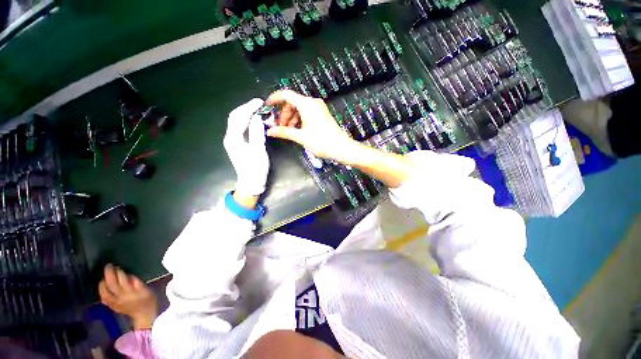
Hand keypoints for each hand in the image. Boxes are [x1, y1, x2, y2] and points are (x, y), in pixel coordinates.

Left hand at [99, 264, 158, 329]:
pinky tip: (102, 287)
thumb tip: (128, 275)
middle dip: (109, 275)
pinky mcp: (113, 306)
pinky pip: (104, 299)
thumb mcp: (147, 290)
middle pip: (112, 285)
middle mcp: (121, 297)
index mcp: (131, 292)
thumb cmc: (149, 300)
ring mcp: (115, 303)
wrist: (144, 316)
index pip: (123, 280)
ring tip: (104, 277)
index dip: (119, 273)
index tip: (117, 266)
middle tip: (108, 267)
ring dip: (103, 283)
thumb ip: (137, 283)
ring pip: (105, 292)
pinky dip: (102, 292)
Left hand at [224, 98, 269, 198]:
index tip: (260, 102)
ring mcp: (233, 140)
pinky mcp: (237, 143)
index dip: (249, 108)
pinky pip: (241, 127)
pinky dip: (248, 121)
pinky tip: (255, 120)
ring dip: (247, 113)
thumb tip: (257, 117)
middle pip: (235, 117)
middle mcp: (230, 137)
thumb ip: (257, 133)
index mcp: (233, 139)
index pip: (239, 117)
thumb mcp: (258, 151)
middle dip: (246, 108)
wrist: (251, 182)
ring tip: (259, 109)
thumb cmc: (256, 168)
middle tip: (259, 104)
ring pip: (237, 121)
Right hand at [265, 90, 358, 162]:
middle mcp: (313, 103)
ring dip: (291, 118)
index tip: (267, 106)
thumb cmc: (322, 142)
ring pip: (299, 109)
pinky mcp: (322, 114)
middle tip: (279, 127)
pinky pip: (306, 113)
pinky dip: (299, 120)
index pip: (286, 95)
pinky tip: (297, 130)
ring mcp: (318, 108)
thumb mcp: (301, 137)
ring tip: (288, 131)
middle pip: (292, 103)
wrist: (341, 148)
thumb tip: (270, 131)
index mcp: (307, 104)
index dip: (274, 99)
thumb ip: (284, 132)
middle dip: (284, 114)